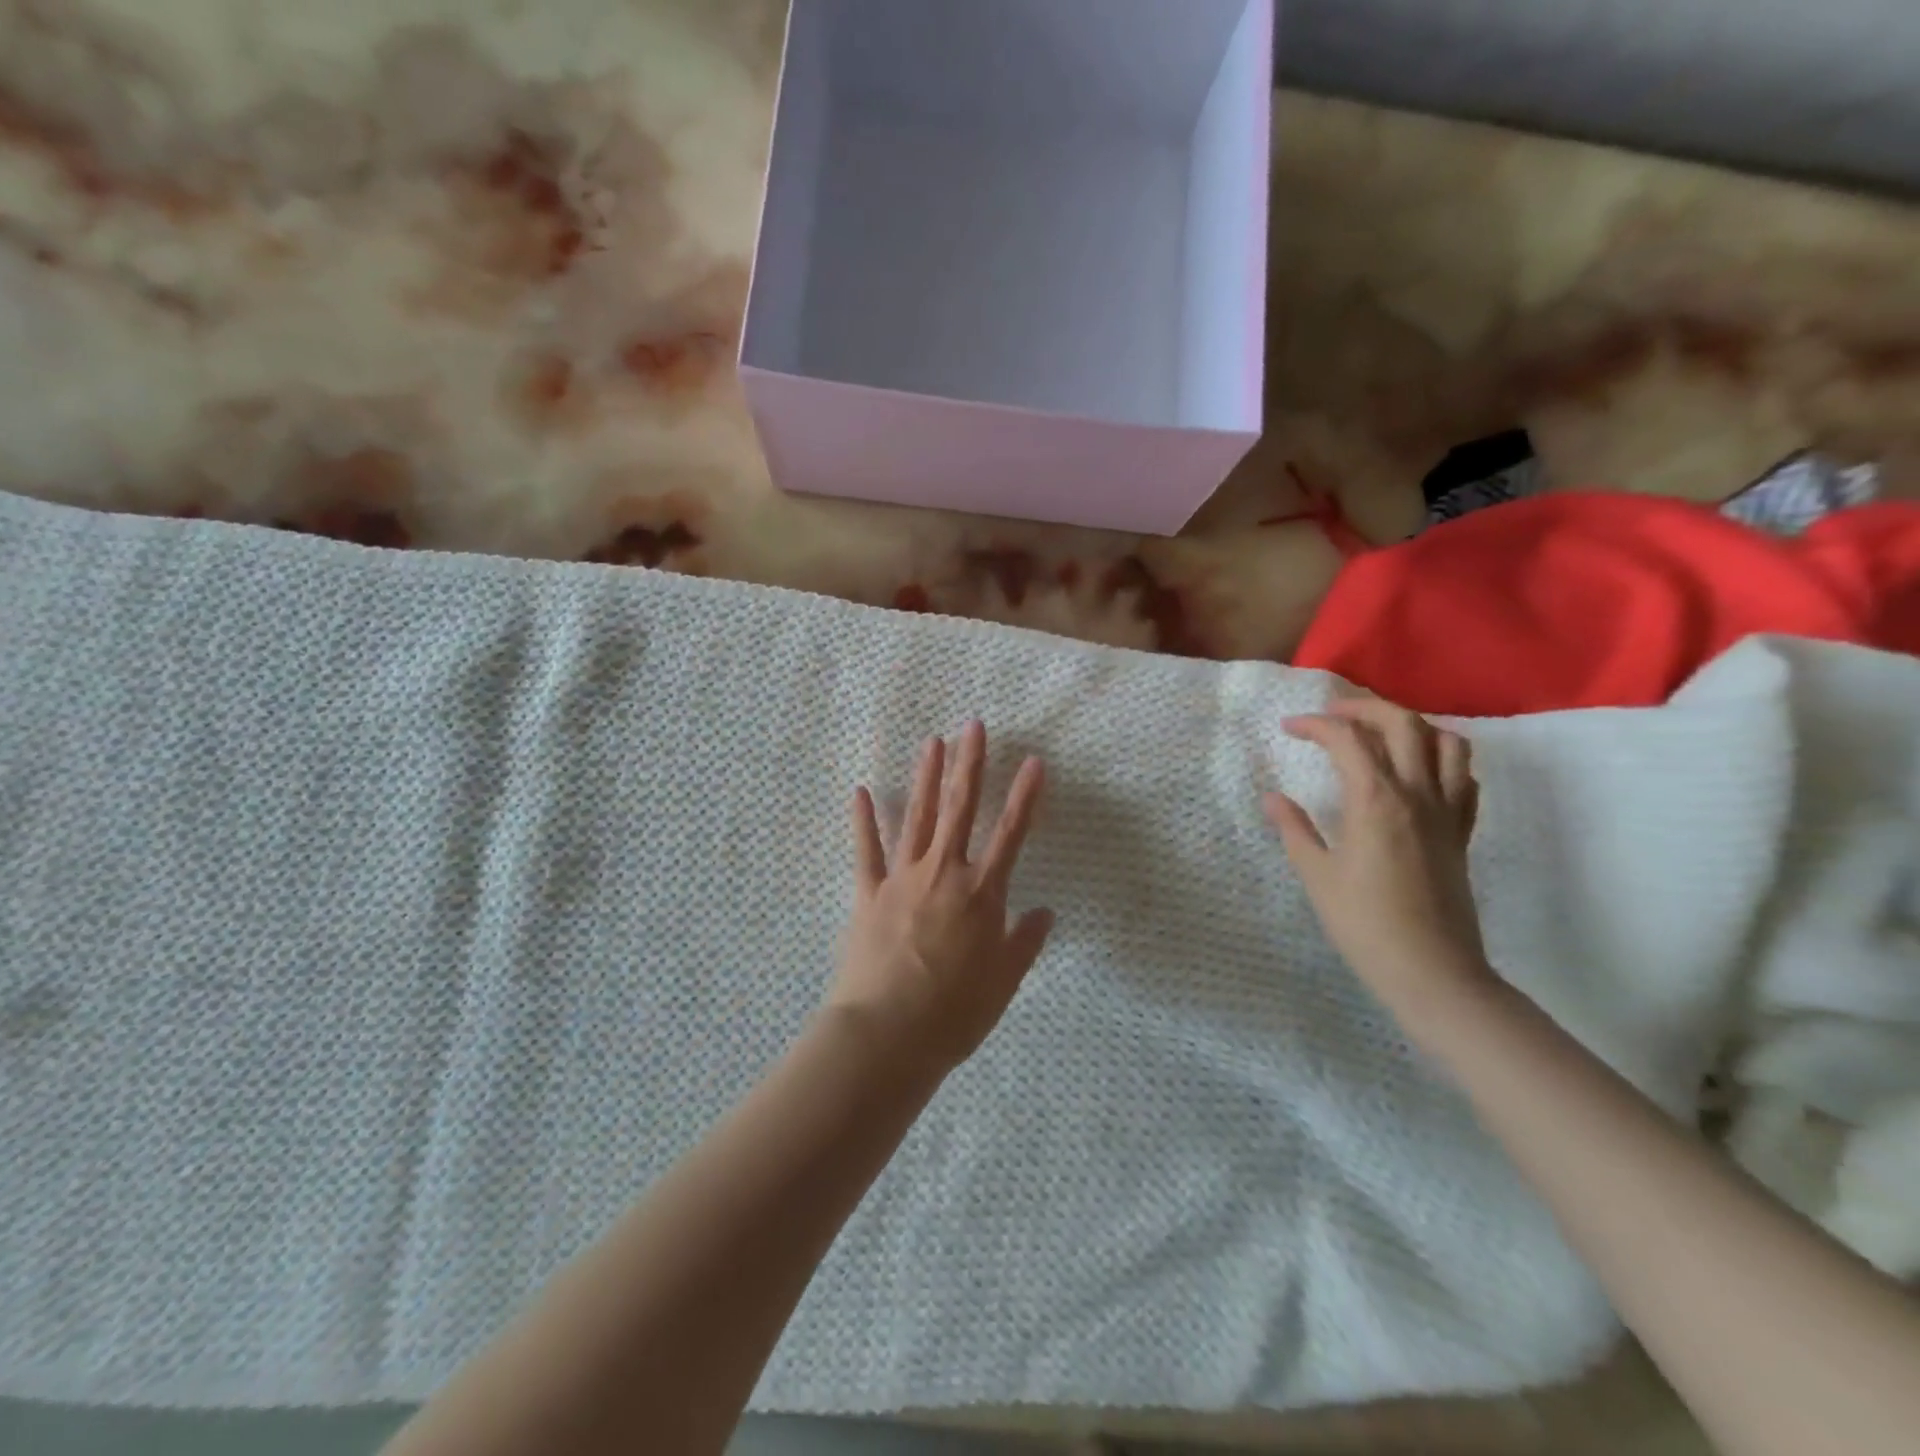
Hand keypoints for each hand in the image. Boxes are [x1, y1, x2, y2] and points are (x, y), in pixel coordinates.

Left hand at [831, 721, 1053, 1071]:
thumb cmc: (954, 1013)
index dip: (1025, 797)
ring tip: (932, 742)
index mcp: (982, 894)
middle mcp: (944, 873)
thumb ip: (1025, 942)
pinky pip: (866, 850)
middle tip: (973, 726)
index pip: (1012, 834)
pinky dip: (863, 820)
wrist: (887, 1034)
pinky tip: (860, 792)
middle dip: (969, 764)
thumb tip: (1045, 913)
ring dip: (926, 777)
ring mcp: (902, 878)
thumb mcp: (1003, 982)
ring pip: (918, 817)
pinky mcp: (868, 892)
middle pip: (960, 809)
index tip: (1035, 761)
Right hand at [1264, 698, 1490, 1011]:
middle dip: (1364, 708)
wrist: (1432, 970)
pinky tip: (1420, 772)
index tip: (1289, 728)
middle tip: (1332, 715)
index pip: (1347, 739)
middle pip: (1403, 723)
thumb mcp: (1316, 875)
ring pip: (1446, 743)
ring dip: (1412, 726)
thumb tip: (1271, 798)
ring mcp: (1447, 812)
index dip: (1315, 725)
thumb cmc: (1364, 923)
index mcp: (1376, 800)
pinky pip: (1465, 778)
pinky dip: (1444, 760)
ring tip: (1380, 735)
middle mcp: (1417, 794)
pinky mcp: (1462, 833)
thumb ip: (1294, 829)